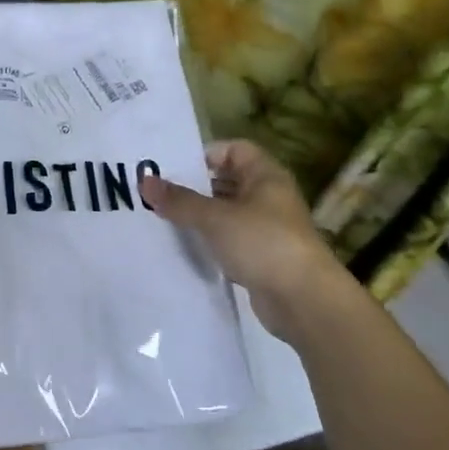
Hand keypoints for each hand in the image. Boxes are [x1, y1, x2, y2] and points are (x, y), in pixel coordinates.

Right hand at [140, 140, 352, 345]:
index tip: (172, 168)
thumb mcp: (215, 218)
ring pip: (226, 213)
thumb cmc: (263, 243)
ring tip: (162, 219)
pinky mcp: (261, 257)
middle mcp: (268, 197)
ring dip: (200, 216)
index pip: (234, 149)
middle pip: (227, 181)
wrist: (303, 300)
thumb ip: (179, 200)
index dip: (205, 154)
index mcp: (265, 176)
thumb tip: (145, 181)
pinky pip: (229, 240)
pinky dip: (210, 241)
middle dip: (194, 187)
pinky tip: (184, 247)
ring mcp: (267, 228)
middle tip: (157, 194)